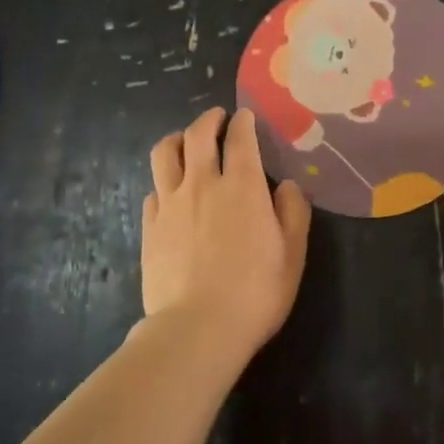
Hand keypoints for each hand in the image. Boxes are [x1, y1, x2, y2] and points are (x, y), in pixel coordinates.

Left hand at [142, 107, 310, 358]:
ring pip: (164, 154)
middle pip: (197, 135)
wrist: (198, 327)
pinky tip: (171, 192)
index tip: (246, 117)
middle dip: (208, 120)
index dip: (244, 122)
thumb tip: (288, 185)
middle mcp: (202, 184)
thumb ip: (293, 212)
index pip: (240, 139)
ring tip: (184, 142)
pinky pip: (153, 190)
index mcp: (242, 186)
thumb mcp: (293, 253)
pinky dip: (164, 181)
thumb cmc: (256, 291)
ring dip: (176, 139)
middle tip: (217, 119)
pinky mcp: (150, 227)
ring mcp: (170, 204)